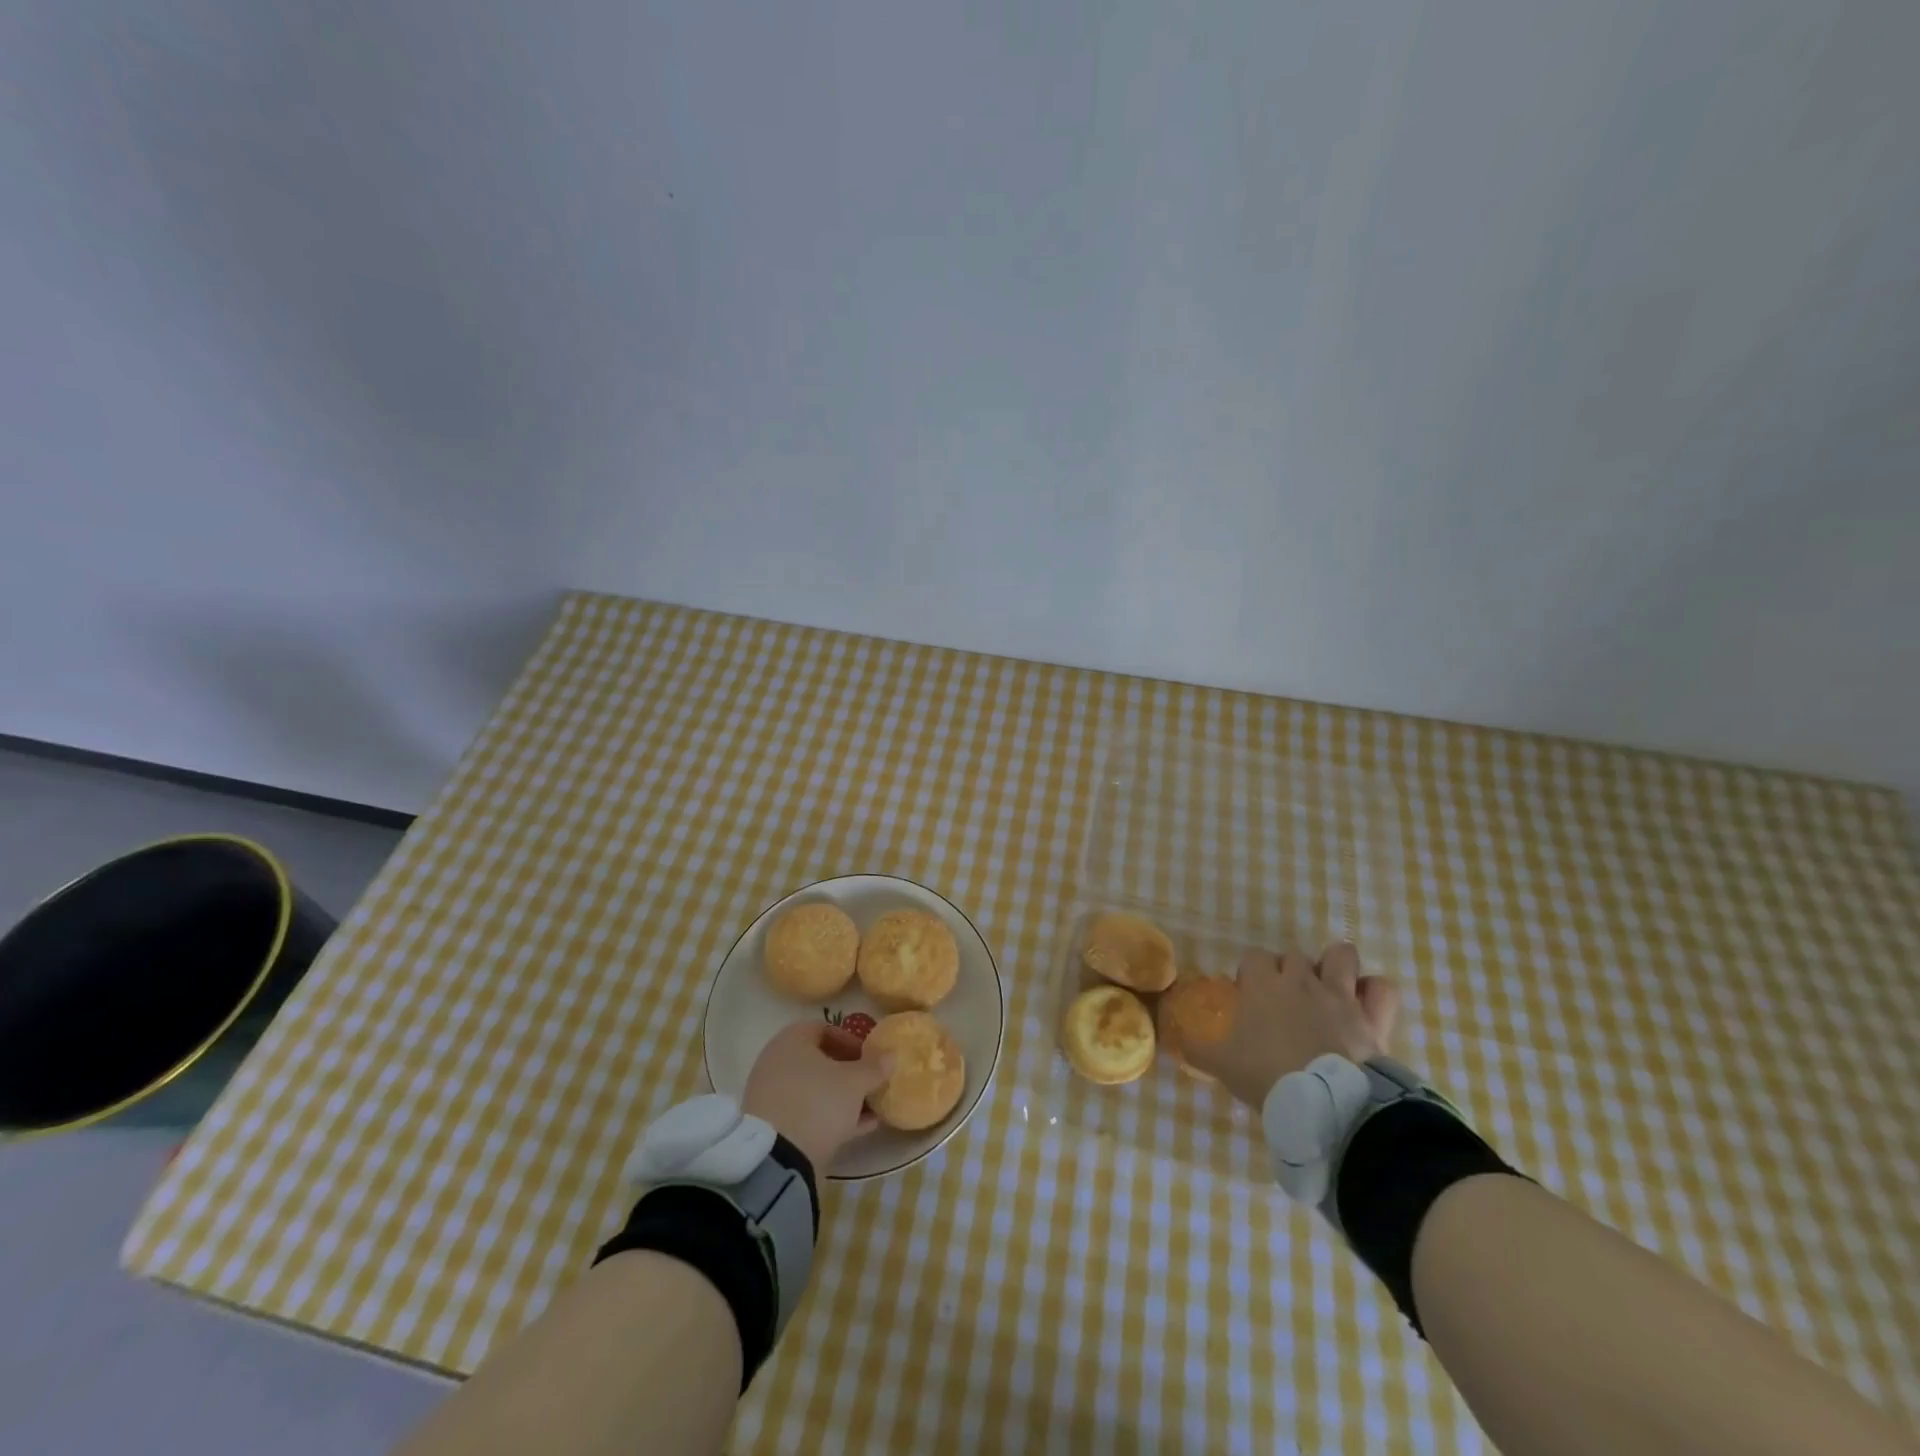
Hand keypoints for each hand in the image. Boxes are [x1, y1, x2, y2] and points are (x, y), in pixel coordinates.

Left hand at [742, 1022, 894, 1172]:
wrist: (777, 1157)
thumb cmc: (818, 1102)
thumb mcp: (855, 1082)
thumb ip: (875, 1067)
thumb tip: (891, 1054)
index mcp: (792, 1039)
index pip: (825, 1029)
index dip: (851, 1041)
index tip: (869, 1058)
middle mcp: (777, 1061)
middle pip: (819, 1061)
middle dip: (848, 1072)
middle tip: (870, 1084)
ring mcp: (772, 1094)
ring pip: (814, 1089)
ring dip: (842, 1097)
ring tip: (870, 1109)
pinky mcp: (772, 1125)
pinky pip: (806, 1111)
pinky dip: (830, 1116)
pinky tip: (859, 1128)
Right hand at [1186, 942, 1400, 1109]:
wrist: (1323, 1102)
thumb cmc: (1266, 1075)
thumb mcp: (1221, 1065)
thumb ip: (1198, 1049)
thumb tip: (1177, 1042)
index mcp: (1262, 985)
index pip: (1253, 958)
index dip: (1251, 974)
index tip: (1250, 997)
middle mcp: (1300, 980)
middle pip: (1294, 956)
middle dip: (1290, 972)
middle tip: (1286, 1002)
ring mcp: (1339, 995)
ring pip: (1342, 955)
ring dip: (1336, 967)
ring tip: (1330, 990)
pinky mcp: (1372, 1016)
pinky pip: (1382, 988)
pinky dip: (1375, 994)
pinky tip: (1366, 1006)